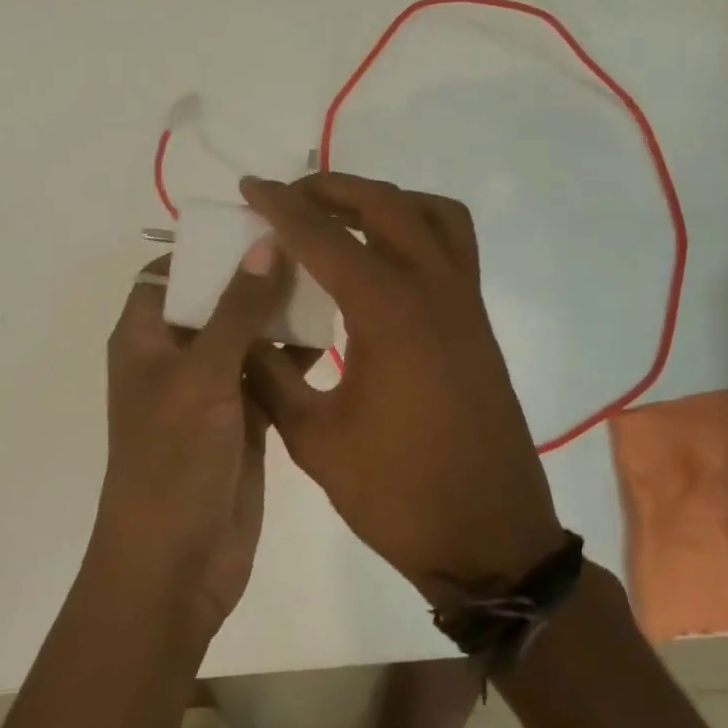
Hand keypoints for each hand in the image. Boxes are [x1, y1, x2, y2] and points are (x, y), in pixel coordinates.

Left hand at [90, 245, 293, 643]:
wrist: (177, 563)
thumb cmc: (174, 459)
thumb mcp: (202, 375)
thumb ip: (237, 308)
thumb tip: (265, 242)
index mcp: (145, 337)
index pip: (169, 273)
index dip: (208, 248)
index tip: (260, 223)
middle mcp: (175, 356)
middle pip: (215, 300)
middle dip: (256, 276)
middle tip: (311, 246)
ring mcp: (211, 389)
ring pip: (247, 336)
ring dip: (280, 314)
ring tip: (330, 280)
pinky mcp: (243, 419)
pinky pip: (269, 374)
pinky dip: (294, 356)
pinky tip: (334, 336)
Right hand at [240, 173, 566, 599]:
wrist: (489, 539)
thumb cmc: (398, 494)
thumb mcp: (314, 440)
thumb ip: (271, 377)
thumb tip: (238, 334)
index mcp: (389, 314)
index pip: (324, 239)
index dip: (281, 209)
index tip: (249, 188)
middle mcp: (434, 292)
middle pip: (386, 205)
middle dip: (333, 189)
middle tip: (289, 198)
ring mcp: (465, 305)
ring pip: (433, 215)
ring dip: (384, 201)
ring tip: (340, 218)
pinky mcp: (477, 325)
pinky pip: (453, 247)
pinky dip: (415, 229)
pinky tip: (381, 264)